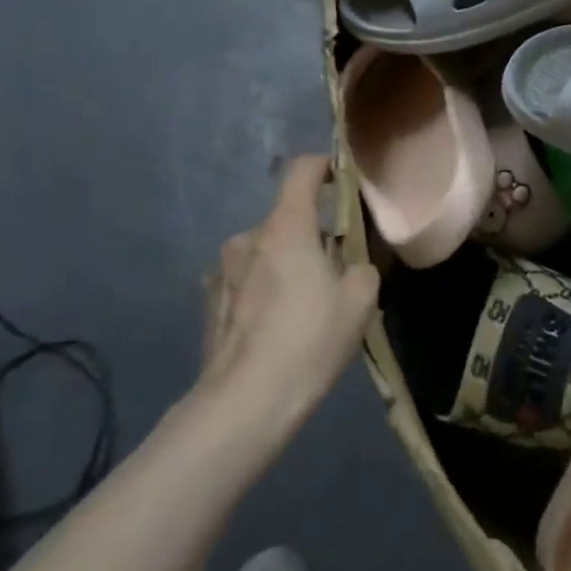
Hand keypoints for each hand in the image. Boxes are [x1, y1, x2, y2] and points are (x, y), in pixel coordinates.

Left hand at [196, 156, 379, 445]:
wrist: (245, 403)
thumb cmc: (309, 340)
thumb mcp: (360, 300)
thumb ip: (362, 266)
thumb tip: (351, 263)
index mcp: (286, 227)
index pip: (302, 170)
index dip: (325, 166)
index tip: (342, 180)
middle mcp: (248, 238)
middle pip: (287, 219)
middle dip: (312, 235)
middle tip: (334, 270)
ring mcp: (221, 271)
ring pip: (264, 252)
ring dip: (284, 265)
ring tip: (303, 305)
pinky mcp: (208, 303)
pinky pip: (244, 281)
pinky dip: (262, 290)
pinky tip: (273, 326)